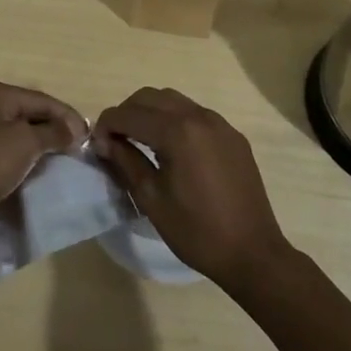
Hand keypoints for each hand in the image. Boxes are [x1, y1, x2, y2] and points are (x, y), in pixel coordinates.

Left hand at [0, 78, 86, 242]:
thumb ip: (52, 134)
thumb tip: (73, 129)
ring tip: (60, 164)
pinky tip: (33, 175)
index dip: (66, 116)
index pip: (40, 98)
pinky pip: (1, 152)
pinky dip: (19, 161)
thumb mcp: (24, 144)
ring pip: (14, 134)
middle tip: (77, 150)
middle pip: (27, 114)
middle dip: (52, 131)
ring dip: (36, 148)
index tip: (89, 137)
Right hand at [92, 87, 289, 289]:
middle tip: (115, 139)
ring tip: (140, 140)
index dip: (107, 125)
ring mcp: (219, 123)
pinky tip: (171, 147)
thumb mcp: (152, 199)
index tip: (96, 143)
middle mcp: (198, 116)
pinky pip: (195, 114)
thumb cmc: (197, 231)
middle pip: (150, 97)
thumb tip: (104, 141)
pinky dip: (175, 120)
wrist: (253, 254)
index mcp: (177, 132)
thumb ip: (126, 161)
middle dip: (127, 112)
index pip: (129, 114)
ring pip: (173, 100)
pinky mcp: (232, 135)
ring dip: (150, 112)